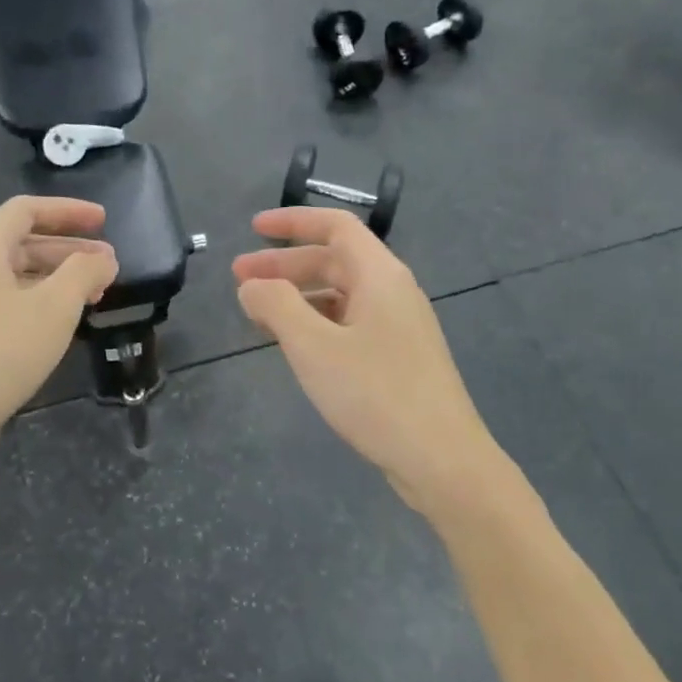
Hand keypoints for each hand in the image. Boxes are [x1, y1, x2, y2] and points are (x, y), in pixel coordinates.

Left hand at [0, 196, 117, 473]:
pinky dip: (37, 301)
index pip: (26, 210)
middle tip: (108, 265)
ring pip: (14, 276)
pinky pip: (3, 302)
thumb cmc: (2, 352)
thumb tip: (103, 257)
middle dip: (69, 249)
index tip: (104, 221)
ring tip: (93, 295)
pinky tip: (59, 324)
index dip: (68, 211)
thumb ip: (85, 271)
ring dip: (55, 278)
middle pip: (20, 242)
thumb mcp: (55, 307)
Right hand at [232, 208, 501, 513]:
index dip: (292, 222)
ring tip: (258, 314)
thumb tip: (251, 286)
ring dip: (298, 296)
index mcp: (380, 276)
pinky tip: (295, 344)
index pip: (336, 227)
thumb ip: (277, 306)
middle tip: (239, 280)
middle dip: (285, 265)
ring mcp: (399, 326)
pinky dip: (317, 323)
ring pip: (341, 295)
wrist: (441, 459)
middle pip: (335, 261)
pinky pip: (350, 323)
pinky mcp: (398, 358)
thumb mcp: (314, 346)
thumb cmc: (375, 394)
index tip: (253, 229)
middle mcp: (393, 292)